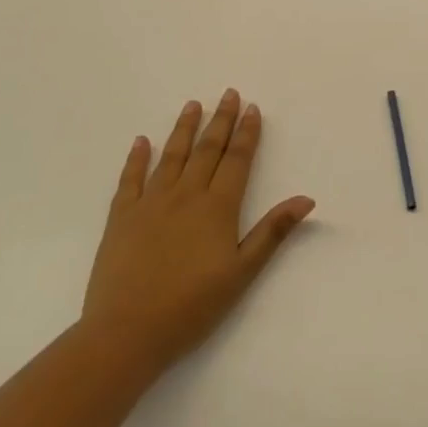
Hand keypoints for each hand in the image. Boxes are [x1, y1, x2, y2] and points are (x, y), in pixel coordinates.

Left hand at [83, 90, 313, 378]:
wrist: (126, 332)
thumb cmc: (192, 306)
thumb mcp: (242, 272)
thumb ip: (272, 231)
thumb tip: (306, 199)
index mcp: (217, 207)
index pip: (237, 160)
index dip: (247, 134)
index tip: (252, 108)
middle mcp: (185, 195)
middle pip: (207, 150)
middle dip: (221, 121)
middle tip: (228, 94)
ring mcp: (150, 203)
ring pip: (171, 156)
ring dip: (184, 128)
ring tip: (193, 105)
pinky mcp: (121, 217)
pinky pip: (130, 179)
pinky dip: (137, 158)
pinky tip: (142, 141)